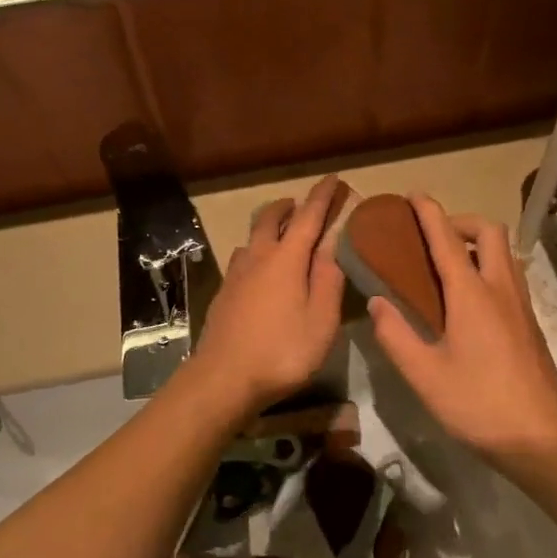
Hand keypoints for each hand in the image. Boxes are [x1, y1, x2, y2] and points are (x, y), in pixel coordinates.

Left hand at [191, 175, 347, 412]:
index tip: (333, 178)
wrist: (223, 379)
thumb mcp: (321, 320)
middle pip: (270, 219)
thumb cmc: (282, 351)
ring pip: (252, 238)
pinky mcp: (223, 294)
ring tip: (282, 236)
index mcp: (286, 259)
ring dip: (268, 228)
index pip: (308, 217)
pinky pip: (242, 259)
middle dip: (288, 206)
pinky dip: (256, 252)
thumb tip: (333, 242)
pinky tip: (259, 272)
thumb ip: (328, 278)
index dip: (322, 196)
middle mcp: (257, 258)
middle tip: (302, 205)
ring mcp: (235, 275)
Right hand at [367, 195, 556, 472]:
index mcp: (472, 295)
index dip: (430, 213)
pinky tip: (468, 300)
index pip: (448, 240)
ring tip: (448, 265)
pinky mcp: (530, 324)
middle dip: (461, 221)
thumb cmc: (478, 404)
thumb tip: (378, 301)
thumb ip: (396, 335)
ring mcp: (521, 306)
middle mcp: (501, 289)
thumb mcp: (424, 375)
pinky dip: (488, 267)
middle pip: (490, 232)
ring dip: (478, 244)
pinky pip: (509, 276)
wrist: (540, 439)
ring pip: (505, 253)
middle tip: (434, 237)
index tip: (414, 196)